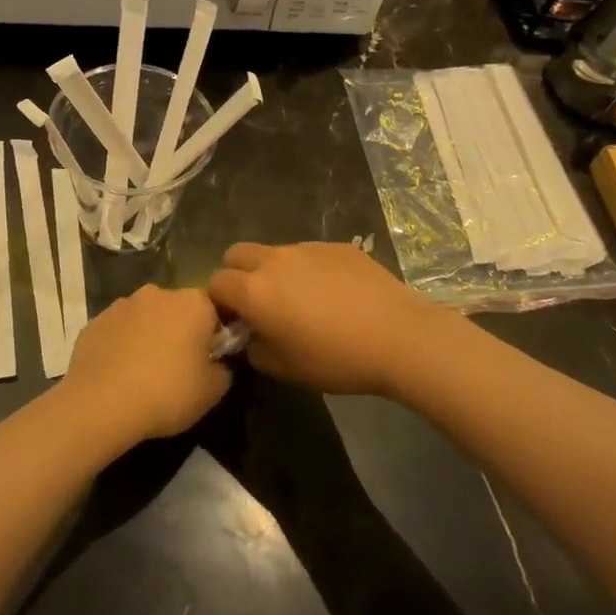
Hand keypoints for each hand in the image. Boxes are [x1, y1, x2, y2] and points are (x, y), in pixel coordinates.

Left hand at [60, 285, 231, 442]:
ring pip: (144, 318)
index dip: (214, 336)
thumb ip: (223, 370)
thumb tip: (216, 364)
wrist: (102, 403)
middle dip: (179, 332)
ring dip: (148, 336)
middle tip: (177, 369)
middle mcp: (157, 293)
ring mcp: (121, 305)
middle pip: (177, 310)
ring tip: (144, 374)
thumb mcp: (213, 391)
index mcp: (193, 302)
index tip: (209, 361)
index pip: (213, 311)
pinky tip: (118, 375)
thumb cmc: (168, 392)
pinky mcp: (94, 321)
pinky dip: (121, 346)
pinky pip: (117, 332)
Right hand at [207, 242, 448, 395]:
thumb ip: (255, 348)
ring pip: (274, 252)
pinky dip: (308, 269)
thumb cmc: (337, 359)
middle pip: (236, 253)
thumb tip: (251, 335)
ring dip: (274, 271)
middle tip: (259, 303)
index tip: (236, 321)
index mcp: (254, 291)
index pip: (215, 282)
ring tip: (302, 299)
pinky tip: (334, 294)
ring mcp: (306, 248)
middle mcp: (274, 260)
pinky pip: (308, 253)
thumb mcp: (285, 368)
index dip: (220, 302)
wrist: (400, 337)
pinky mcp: (336, 246)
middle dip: (238, 274)